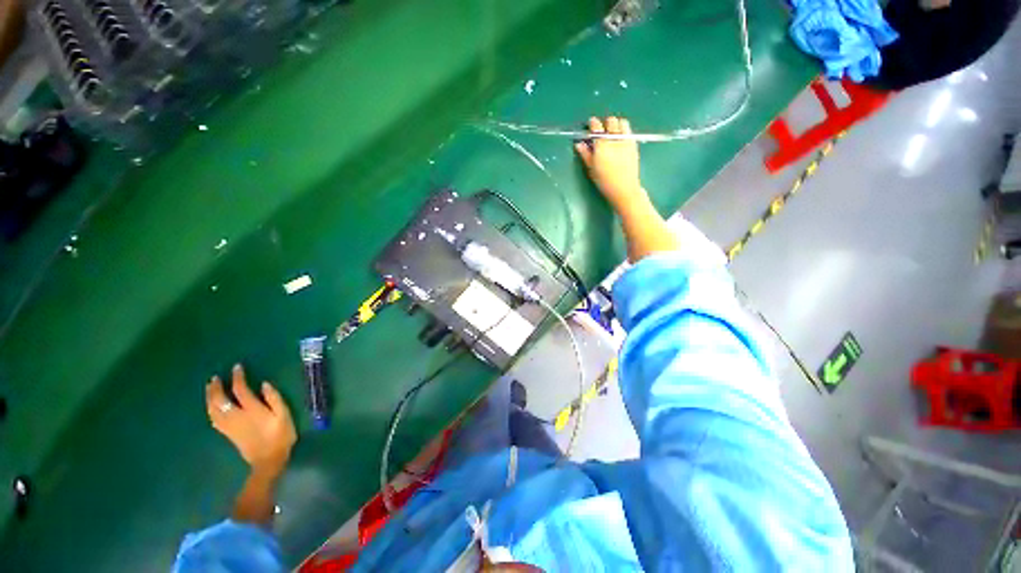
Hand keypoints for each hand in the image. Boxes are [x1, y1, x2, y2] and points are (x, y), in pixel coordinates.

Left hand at [206, 364, 296, 477]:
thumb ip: (274, 399)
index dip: (237, 378)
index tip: (236, 368)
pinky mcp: (227, 433)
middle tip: (215, 378)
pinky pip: (214, 418)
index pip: (240, 390)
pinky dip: (210, 409)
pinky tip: (211, 407)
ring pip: (213, 409)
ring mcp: (230, 425)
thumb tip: (264, 384)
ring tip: (209, 388)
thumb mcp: (284, 415)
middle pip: (220, 400)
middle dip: (216, 388)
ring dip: (210, 397)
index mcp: (252, 410)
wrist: (269, 459)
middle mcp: (237, 416)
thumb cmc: (281, 435)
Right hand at [574, 116, 645, 207]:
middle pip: (611, 121)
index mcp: (602, 145)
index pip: (597, 127)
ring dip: (616, 125)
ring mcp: (626, 140)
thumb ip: (585, 154)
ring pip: (622, 122)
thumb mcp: (591, 169)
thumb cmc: (604, 182)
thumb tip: (579, 144)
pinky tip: (620, 140)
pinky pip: (629, 131)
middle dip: (605, 123)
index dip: (593, 124)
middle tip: (602, 131)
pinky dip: (624, 131)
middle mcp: (615, 139)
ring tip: (613, 133)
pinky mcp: (634, 144)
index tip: (590, 124)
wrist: (624, 189)